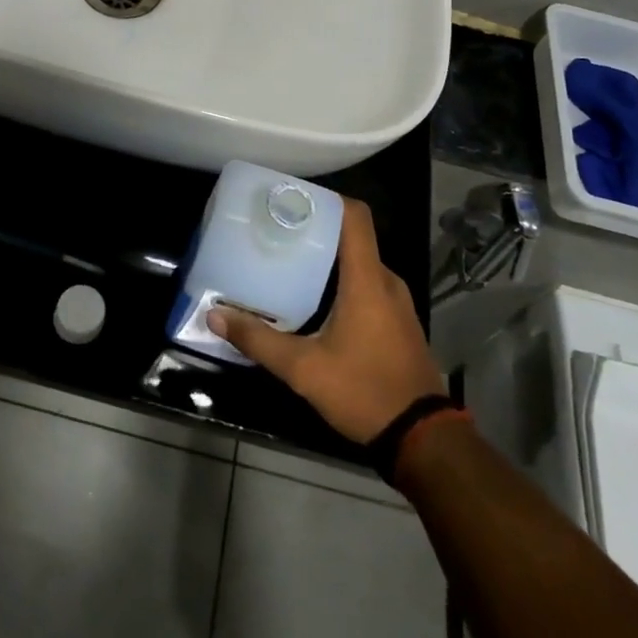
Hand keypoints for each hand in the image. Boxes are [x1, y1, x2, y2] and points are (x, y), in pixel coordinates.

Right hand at [209, 199, 444, 442]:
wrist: (422, 438)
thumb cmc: (363, 392)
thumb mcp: (303, 369)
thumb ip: (258, 339)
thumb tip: (216, 316)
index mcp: (367, 280)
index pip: (355, 216)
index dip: (325, 200)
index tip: (291, 200)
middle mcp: (386, 281)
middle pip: (352, 237)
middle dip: (316, 230)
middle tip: (276, 233)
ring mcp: (397, 302)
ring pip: (359, 263)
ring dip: (328, 258)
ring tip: (288, 262)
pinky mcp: (398, 321)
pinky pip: (368, 285)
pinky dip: (342, 281)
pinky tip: (314, 299)